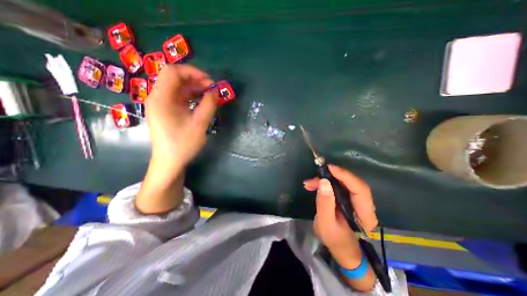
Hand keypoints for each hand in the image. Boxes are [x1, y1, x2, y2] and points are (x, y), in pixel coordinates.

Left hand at [144, 64, 216, 170]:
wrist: (170, 162)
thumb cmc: (183, 144)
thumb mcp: (200, 124)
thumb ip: (209, 105)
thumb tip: (215, 91)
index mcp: (162, 98)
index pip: (173, 72)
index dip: (193, 72)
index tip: (210, 82)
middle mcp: (158, 98)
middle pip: (175, 79)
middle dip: (195, 80)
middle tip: (212, 89)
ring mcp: (161, 105)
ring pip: (178, 88)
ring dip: (194, 89)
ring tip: (210, 96)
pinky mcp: (166, 111)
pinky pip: (178, 98)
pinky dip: (191, 97)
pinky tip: (202, 103)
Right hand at [303, 165, 376, 269]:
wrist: (340, 247)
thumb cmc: (334, 239)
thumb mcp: (326, 223)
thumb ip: (325, 203)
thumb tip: (323, 181)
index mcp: (365, 214)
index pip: (360, 190)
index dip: (345, 176)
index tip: (329, 168)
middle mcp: (365, 205)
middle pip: (352, 183)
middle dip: (333, 176)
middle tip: (315, 176)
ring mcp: (357, 200)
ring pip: (343, 182)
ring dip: (326, 179)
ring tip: (309, 183)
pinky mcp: (348, 197)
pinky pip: (338, 185)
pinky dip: (325, 183)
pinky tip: (313, 185)